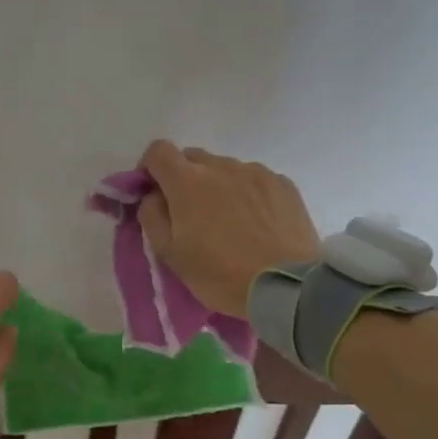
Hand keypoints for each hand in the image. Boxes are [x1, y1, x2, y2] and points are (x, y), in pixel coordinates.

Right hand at [137, 140, 322, 317]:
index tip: (153, 193)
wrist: (287, 287)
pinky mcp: (283, 183)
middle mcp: (221, 166)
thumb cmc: (220, 274)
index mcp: (187, 181)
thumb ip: (152, 216)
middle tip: (190, 214)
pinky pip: (254, 179)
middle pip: (192, 157)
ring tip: (229, 222)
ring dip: (217, 186)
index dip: (150, 168)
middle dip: (183, 178)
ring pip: (225, 169)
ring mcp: (256, 172)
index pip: (158, 151)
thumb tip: (153, 196)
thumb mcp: (170, 254)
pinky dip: (247, 193)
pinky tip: (256, 223)